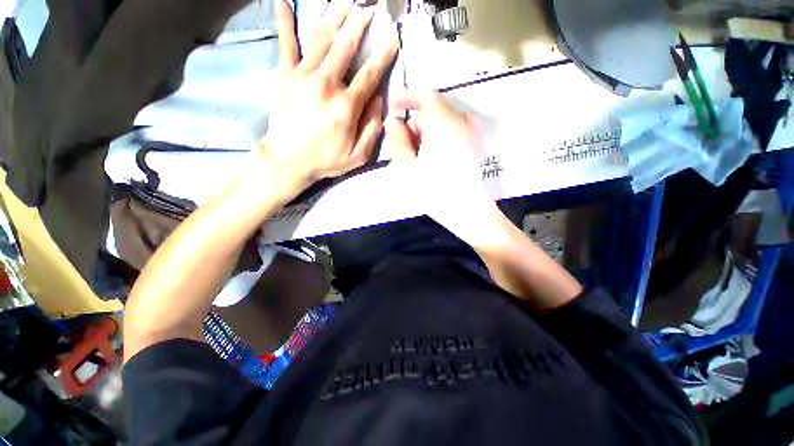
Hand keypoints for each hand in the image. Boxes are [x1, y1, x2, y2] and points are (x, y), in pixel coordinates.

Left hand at [256, 0, 397, 191]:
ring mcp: (302, 76)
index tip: (392, 38)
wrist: (287, 160)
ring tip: (345, 0)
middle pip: (346, 46)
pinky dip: (285, 22)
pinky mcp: (284, 76)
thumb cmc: (326, 160)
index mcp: (346, 106)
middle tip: (369, 7)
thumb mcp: (358, 155)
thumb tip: (379, 101)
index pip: (370, 74)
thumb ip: (372, 129)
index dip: (383, 55)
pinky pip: (286, 44)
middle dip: (359, 23)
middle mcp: (326, 84)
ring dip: (334, 15)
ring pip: (321, 38)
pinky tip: (282, 2)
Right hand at [384, 92, 500, 244]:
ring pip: (443, 122)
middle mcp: (462, 121)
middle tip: (403, 145)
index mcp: (444, 123)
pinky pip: (454, 132)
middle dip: (416, 123)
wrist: (471, 213)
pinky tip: (433, 160)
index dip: (406, 97)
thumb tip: (395, 122)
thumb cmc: (436, 192)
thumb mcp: (408, 168)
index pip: (424, 96)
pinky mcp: (477, 144)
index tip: (392, 105)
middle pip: (434, 110)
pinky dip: (439, 139)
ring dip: (427, 133)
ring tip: (417, 158)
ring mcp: (473, 132)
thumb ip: (398, 141)